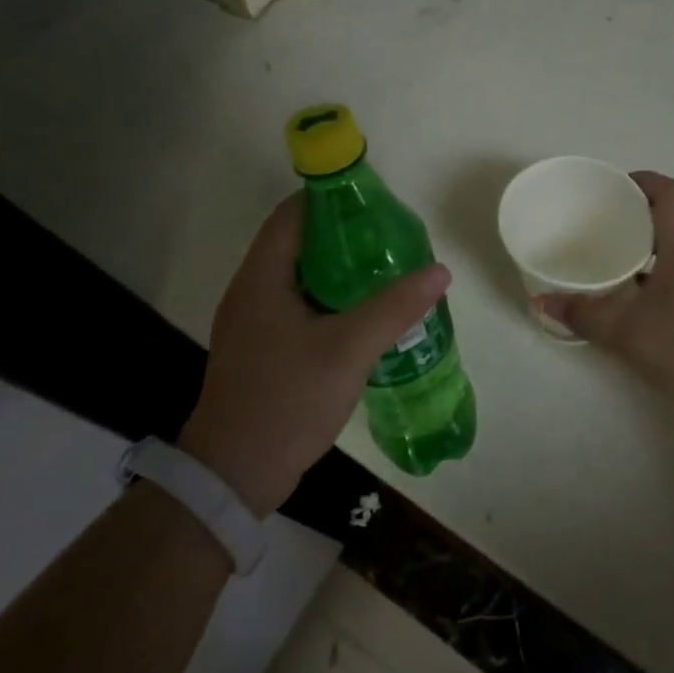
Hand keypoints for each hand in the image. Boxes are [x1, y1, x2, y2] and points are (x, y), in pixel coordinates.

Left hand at [179, 194, 450, 515]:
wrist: (234, 474)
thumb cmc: (287, 399)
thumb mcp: (349, 349)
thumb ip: (395, 308)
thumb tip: (439, 270)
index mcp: (262, 278)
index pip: (291, 214)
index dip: (328, 198)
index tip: (371, 200)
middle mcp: (250, 291)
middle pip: (296, 242)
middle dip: (341, 234)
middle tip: (387, 237)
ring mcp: (252, 323)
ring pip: (298, 277)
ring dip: (336, 269)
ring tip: (382, 270)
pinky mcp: (259, 349)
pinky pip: (296, 306)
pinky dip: (327, 299)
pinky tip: (360, 315)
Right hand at [539, 173, 673, 425]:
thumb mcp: (628, 332)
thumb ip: (585, 315)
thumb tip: (543, 301)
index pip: (669, 193)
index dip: (642, 180)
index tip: (611, 188)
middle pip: (668, 218)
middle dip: (632, 217)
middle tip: (595, 226)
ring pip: (673, 249)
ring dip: (642, 249)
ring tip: (607, 262)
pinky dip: (654, 275)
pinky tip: (633, 300)